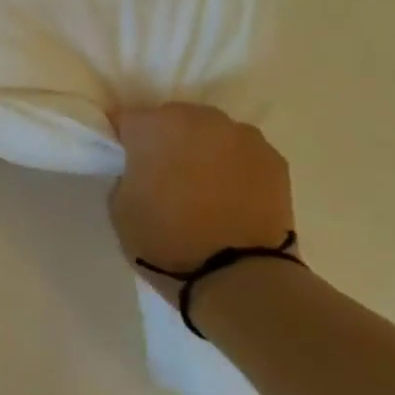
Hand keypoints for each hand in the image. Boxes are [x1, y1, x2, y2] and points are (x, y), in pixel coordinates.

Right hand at [109, 102, 295, 274]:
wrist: (238, 276)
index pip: (128, 120)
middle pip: (173, 119)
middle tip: (165, 176)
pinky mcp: (275, 158)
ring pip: (212, 133)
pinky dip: (235, 166)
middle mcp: (199, 118)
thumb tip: (142, 168)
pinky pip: (242, 153)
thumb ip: (127, 173)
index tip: (126, 163)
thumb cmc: (165, 240)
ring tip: (204, 187)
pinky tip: (232, 196)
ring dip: (203, 150)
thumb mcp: (119, 207)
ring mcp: (242, 135)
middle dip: (166, 140)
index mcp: (154, 126)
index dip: (124, 141)